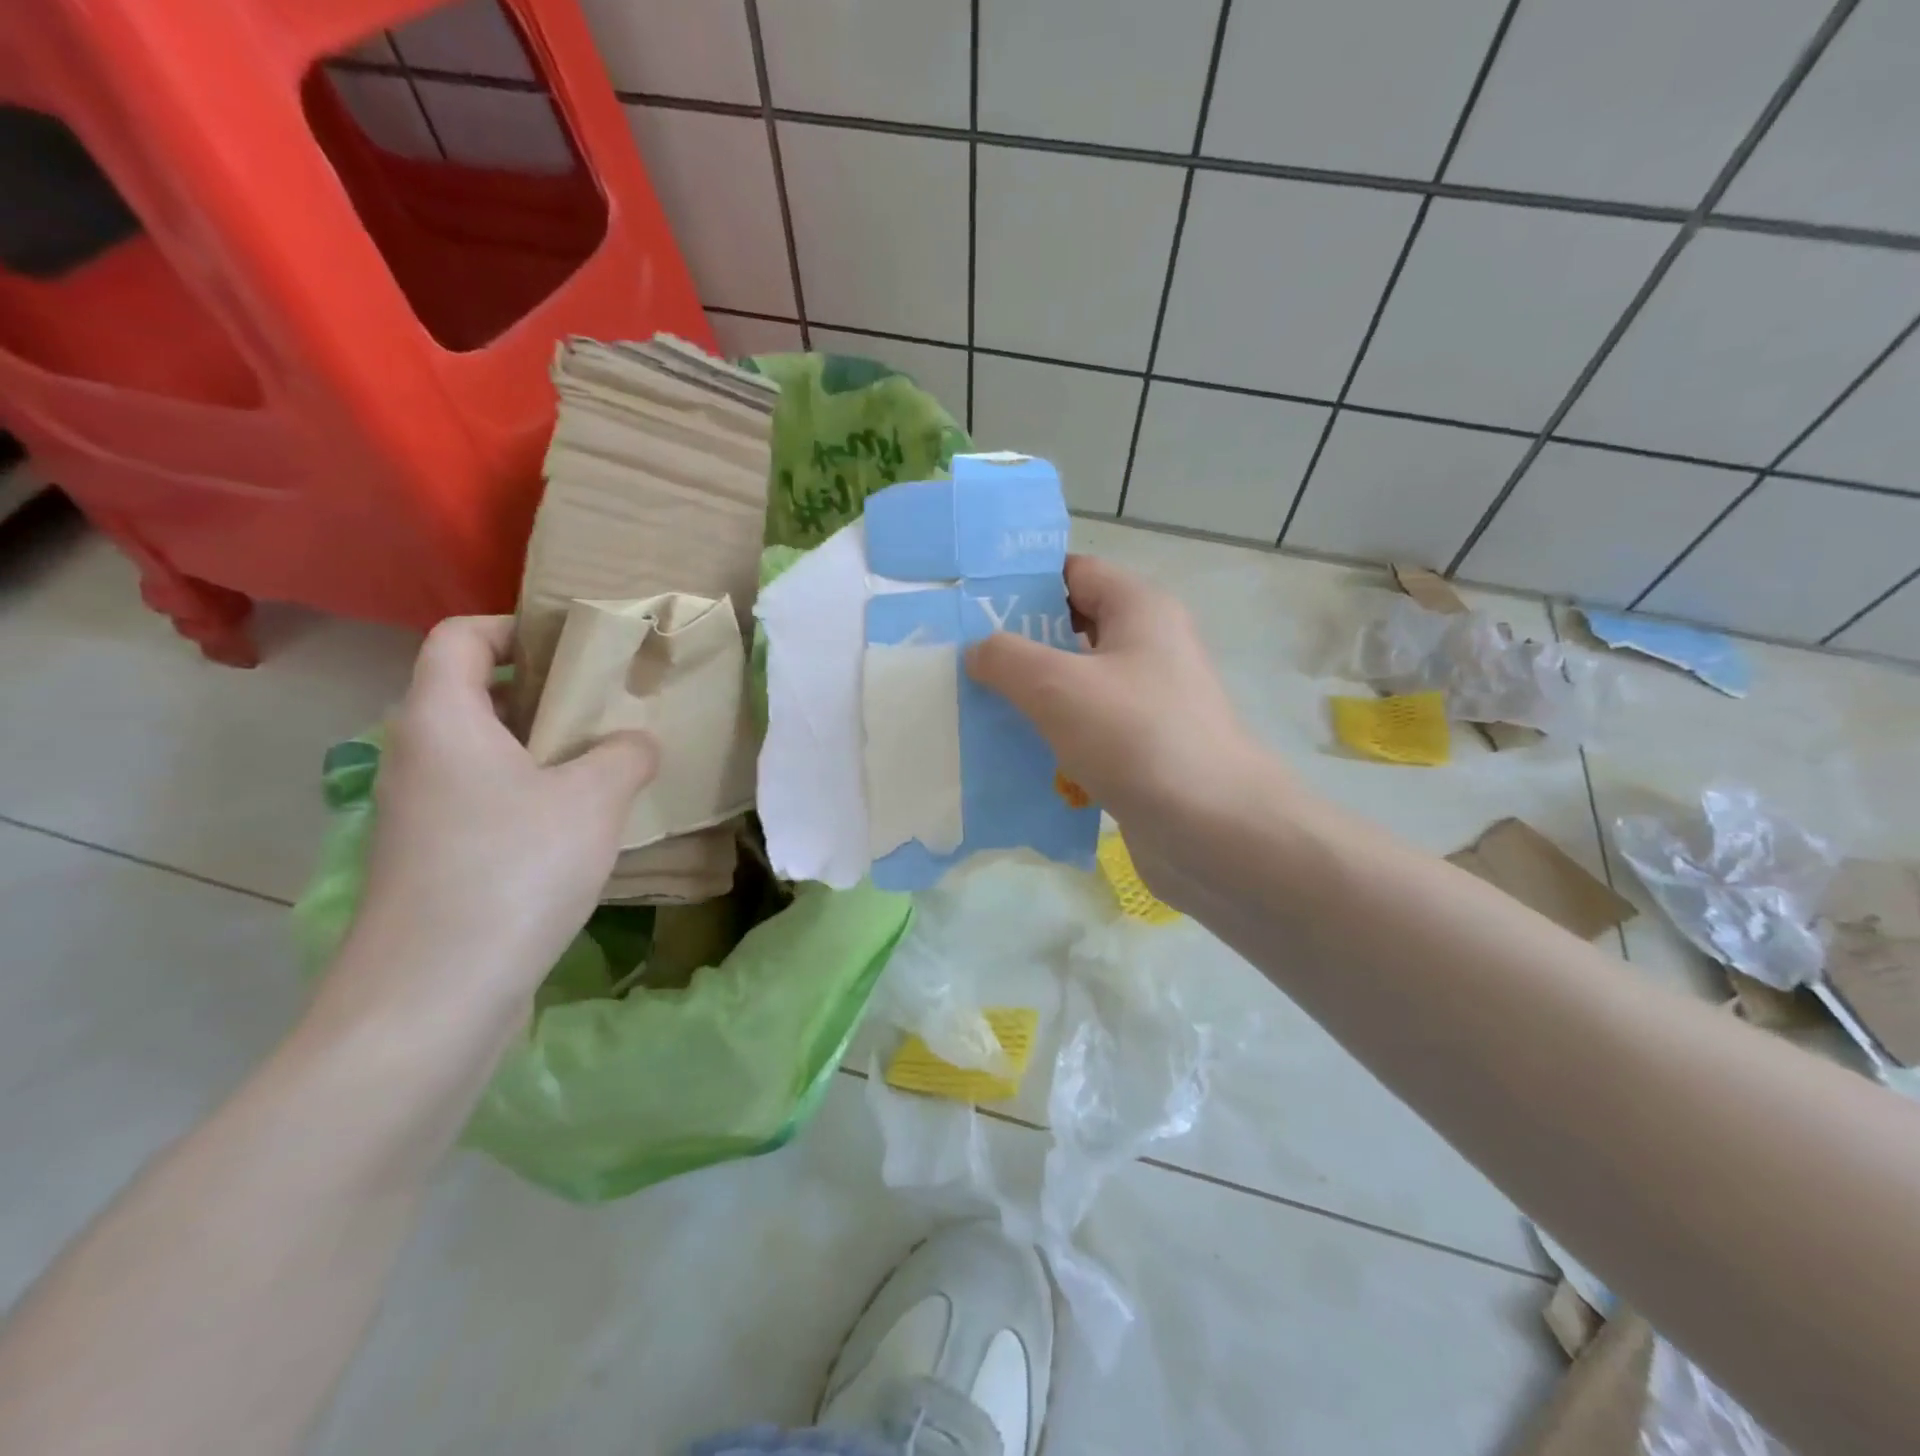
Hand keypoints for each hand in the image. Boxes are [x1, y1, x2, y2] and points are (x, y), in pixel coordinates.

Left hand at [331, 617, 657, 1023]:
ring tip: (605, 766)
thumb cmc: (513, 869)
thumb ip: (626, 754)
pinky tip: (578, 828)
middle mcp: (416, 757)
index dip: (513, 627)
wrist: (433, 994)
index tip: (574, 647)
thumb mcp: (594, 799)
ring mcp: (416, 814)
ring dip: (542, 751)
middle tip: (608, 708)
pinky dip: (528, 797)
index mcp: (442, 720)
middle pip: (473, 696)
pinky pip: (482, 803)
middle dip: (544, 694)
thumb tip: (634, 743)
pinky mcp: (429, 861)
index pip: (460, 638)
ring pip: (482, 755)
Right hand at [966, 556, 1275, 901]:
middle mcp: (1149, 646)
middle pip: (1071, 628)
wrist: (1214, 830)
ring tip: (972, 707)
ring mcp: (1148, 701)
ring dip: (1029, 695)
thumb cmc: (1137, 738)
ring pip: (1076, 684)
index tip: (969, 606)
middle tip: (960, 661)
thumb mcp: (1057, 686)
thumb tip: (979, 651)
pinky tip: (1011, 753)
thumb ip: (1006, 658)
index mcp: (1140, 610)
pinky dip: (1052, 736)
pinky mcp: (1142, 748)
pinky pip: (1086, 728)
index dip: (1022, 582)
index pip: (1073, 572)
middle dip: (1017, 644)